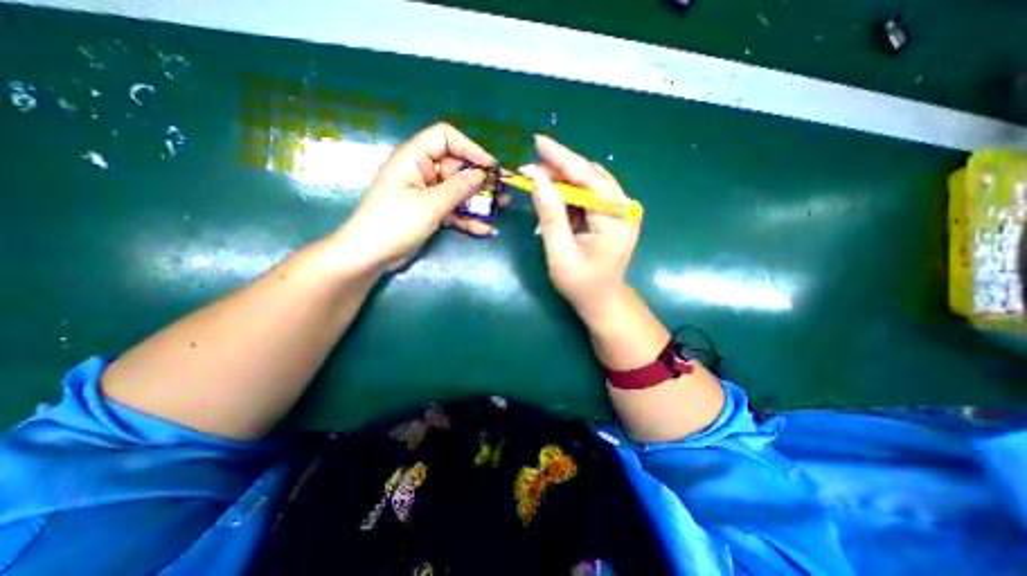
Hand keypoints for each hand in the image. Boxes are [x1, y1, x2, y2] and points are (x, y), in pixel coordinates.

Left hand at [337, 124, 496, 271]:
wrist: (371, 256)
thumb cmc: (395, 224)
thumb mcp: (429, 205)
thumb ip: (457, 189)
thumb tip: (482, 174)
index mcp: (414, 159)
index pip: (445, 138)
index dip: (469, 148)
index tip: (490, 166)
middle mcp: (422, 172)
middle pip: (456, 168)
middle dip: (480, 180)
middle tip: (502, 192)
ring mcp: (427, 194)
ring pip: (458, 191)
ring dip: (478, 201)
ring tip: (501, 209)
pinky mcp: (431, 212)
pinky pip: (454, 210)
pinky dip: (468, 219)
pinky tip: (486, 230)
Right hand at [525, 135, 639, 322]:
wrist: (603, 300)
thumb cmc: (581, 285)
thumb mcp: (560, 254)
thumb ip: (550, 216)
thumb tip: (537, 178)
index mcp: (615, 221)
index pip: (588, 179)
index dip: (562, 158)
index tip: (537, 141)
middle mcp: (625, 209)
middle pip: (591, 176)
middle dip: (560, 169)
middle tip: (530, 171)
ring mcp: (624, 211)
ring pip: (591, 182)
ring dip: (564, 181)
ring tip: (539, 185)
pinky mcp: (617, 214)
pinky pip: (592, 194)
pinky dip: (573, 194)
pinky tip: (557, 201)